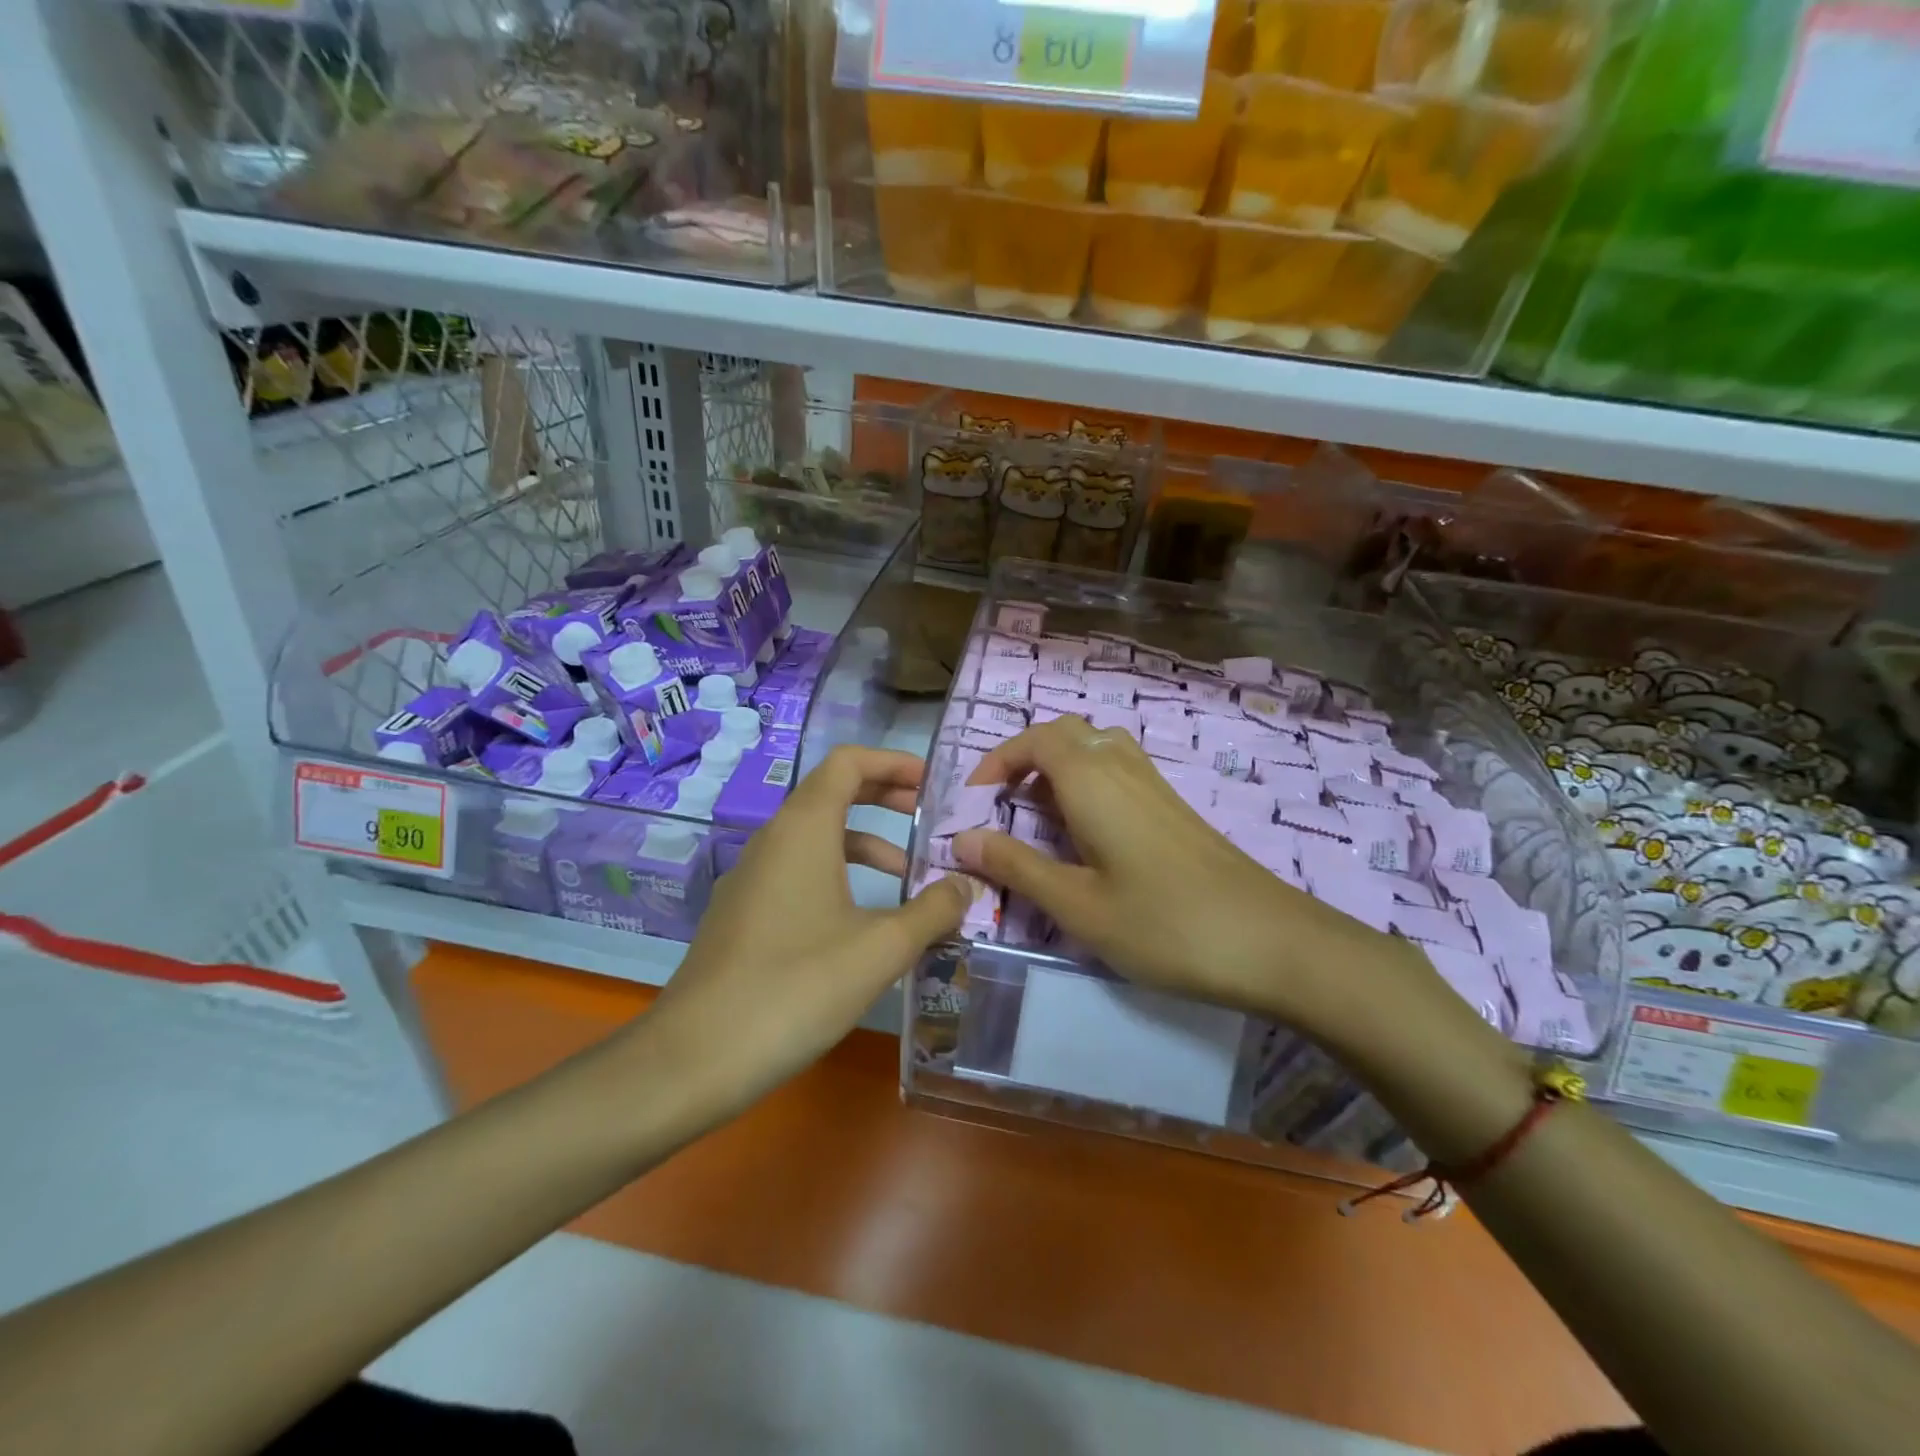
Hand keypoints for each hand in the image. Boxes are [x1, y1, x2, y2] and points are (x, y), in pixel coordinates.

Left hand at [644, 746, 971, 1109]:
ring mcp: (752, 878)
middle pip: (833, 794)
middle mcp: (773, 841)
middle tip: (931, 820)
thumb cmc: (796, 987)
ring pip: (817, 839)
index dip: (893, 762)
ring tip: (910, 880)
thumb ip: (933, 911)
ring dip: (867, 845)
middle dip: (885, 799)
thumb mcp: (880, 949)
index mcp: (803, 829)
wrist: (694, 1057)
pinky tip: (864, 923)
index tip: (933, 784)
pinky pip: (799, 873)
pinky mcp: (743, 914)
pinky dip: (839, 876)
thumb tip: (966, 887)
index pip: (848, 762)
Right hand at [952, 716, 1414, 1041]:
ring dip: (1057, 771)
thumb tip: (962, 839)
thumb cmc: (1164, 924)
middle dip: (1024, 761)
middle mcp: (1123, 767)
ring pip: (1095, 748)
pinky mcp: (1174, 807)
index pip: (1034, 740)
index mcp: (1092, 780)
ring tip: (1039, 820)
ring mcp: (1154, 785)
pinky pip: (1118, 771)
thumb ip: (1017, 867)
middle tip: (1003, 809)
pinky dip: (1087, 785)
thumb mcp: (1077, 904)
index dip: (996, 761)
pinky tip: (1087, 837)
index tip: (974, 802)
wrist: (1270, 942)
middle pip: (1065, 734)